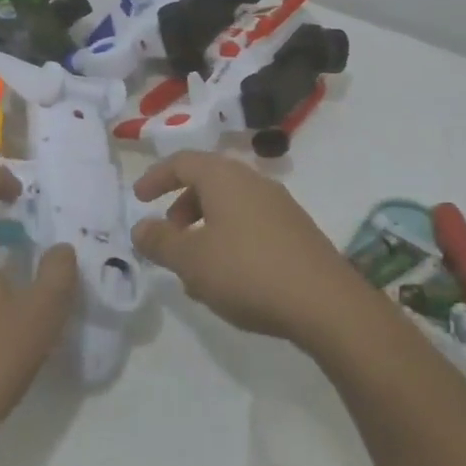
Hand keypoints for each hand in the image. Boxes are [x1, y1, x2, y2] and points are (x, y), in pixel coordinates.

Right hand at [133, 151, 371, 351]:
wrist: (326, 303)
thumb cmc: (248, 271)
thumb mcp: (192, 261)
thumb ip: (161, 242)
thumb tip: (140, 227)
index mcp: (224, 177)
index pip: (182, 162)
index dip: (156, 177)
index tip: (139, 198)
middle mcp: (253, 181)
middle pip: (208, 181)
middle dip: (182, 204)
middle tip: (168, 233)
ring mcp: (280, 205)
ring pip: (231, 204)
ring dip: (205, 225)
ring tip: (195, 266)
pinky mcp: (297, 231)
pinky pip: (251, 223)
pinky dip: (230, 238)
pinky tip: (229, 277)